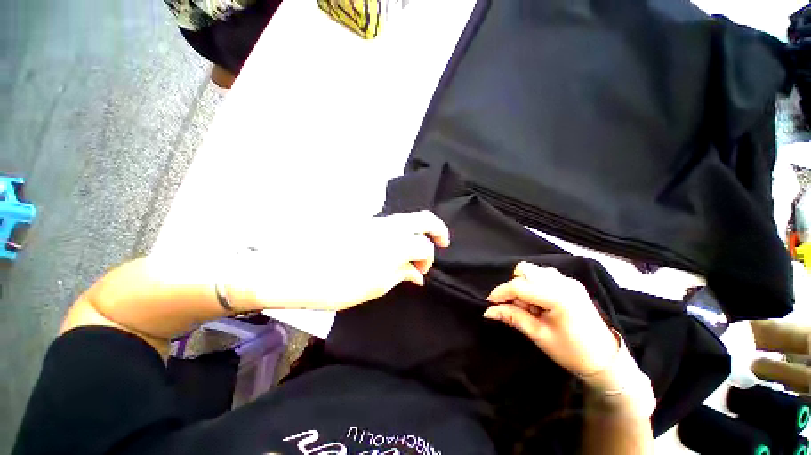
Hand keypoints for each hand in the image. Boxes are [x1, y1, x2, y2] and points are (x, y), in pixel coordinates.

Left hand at [227, 210, 449, 311]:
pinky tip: (396, 246)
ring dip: (418, 230)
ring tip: (417, 247)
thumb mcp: (375, 286)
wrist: (294, 270)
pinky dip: (402, 232)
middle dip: (437, 229)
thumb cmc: (337, 284)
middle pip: (423, 218)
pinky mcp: (363, 223)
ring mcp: (375, 221)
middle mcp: (389, 226)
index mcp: (395, 243)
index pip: (424, 246)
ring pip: (407, 218)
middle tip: (443, 242)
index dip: (428, 260)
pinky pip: (391, 223)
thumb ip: (401, 275)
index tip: (421, 273)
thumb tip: (417, 275)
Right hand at [484, 262, 619, 378]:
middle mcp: (563, 282)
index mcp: (558, 296)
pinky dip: (534, 286)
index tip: (489, 303)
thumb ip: (512, 317)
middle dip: (513, 287)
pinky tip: (539, 304)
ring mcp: (568, 281)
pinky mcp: (570, 284)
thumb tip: (488, 311)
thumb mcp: (539, 336)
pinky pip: (543, 276)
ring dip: (523, 286)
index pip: (519, 286)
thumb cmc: (572, 352)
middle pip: (525, 271)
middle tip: (516, 307)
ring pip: (533, 271)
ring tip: (529, 308)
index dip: (500, 293)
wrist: (606, 360)